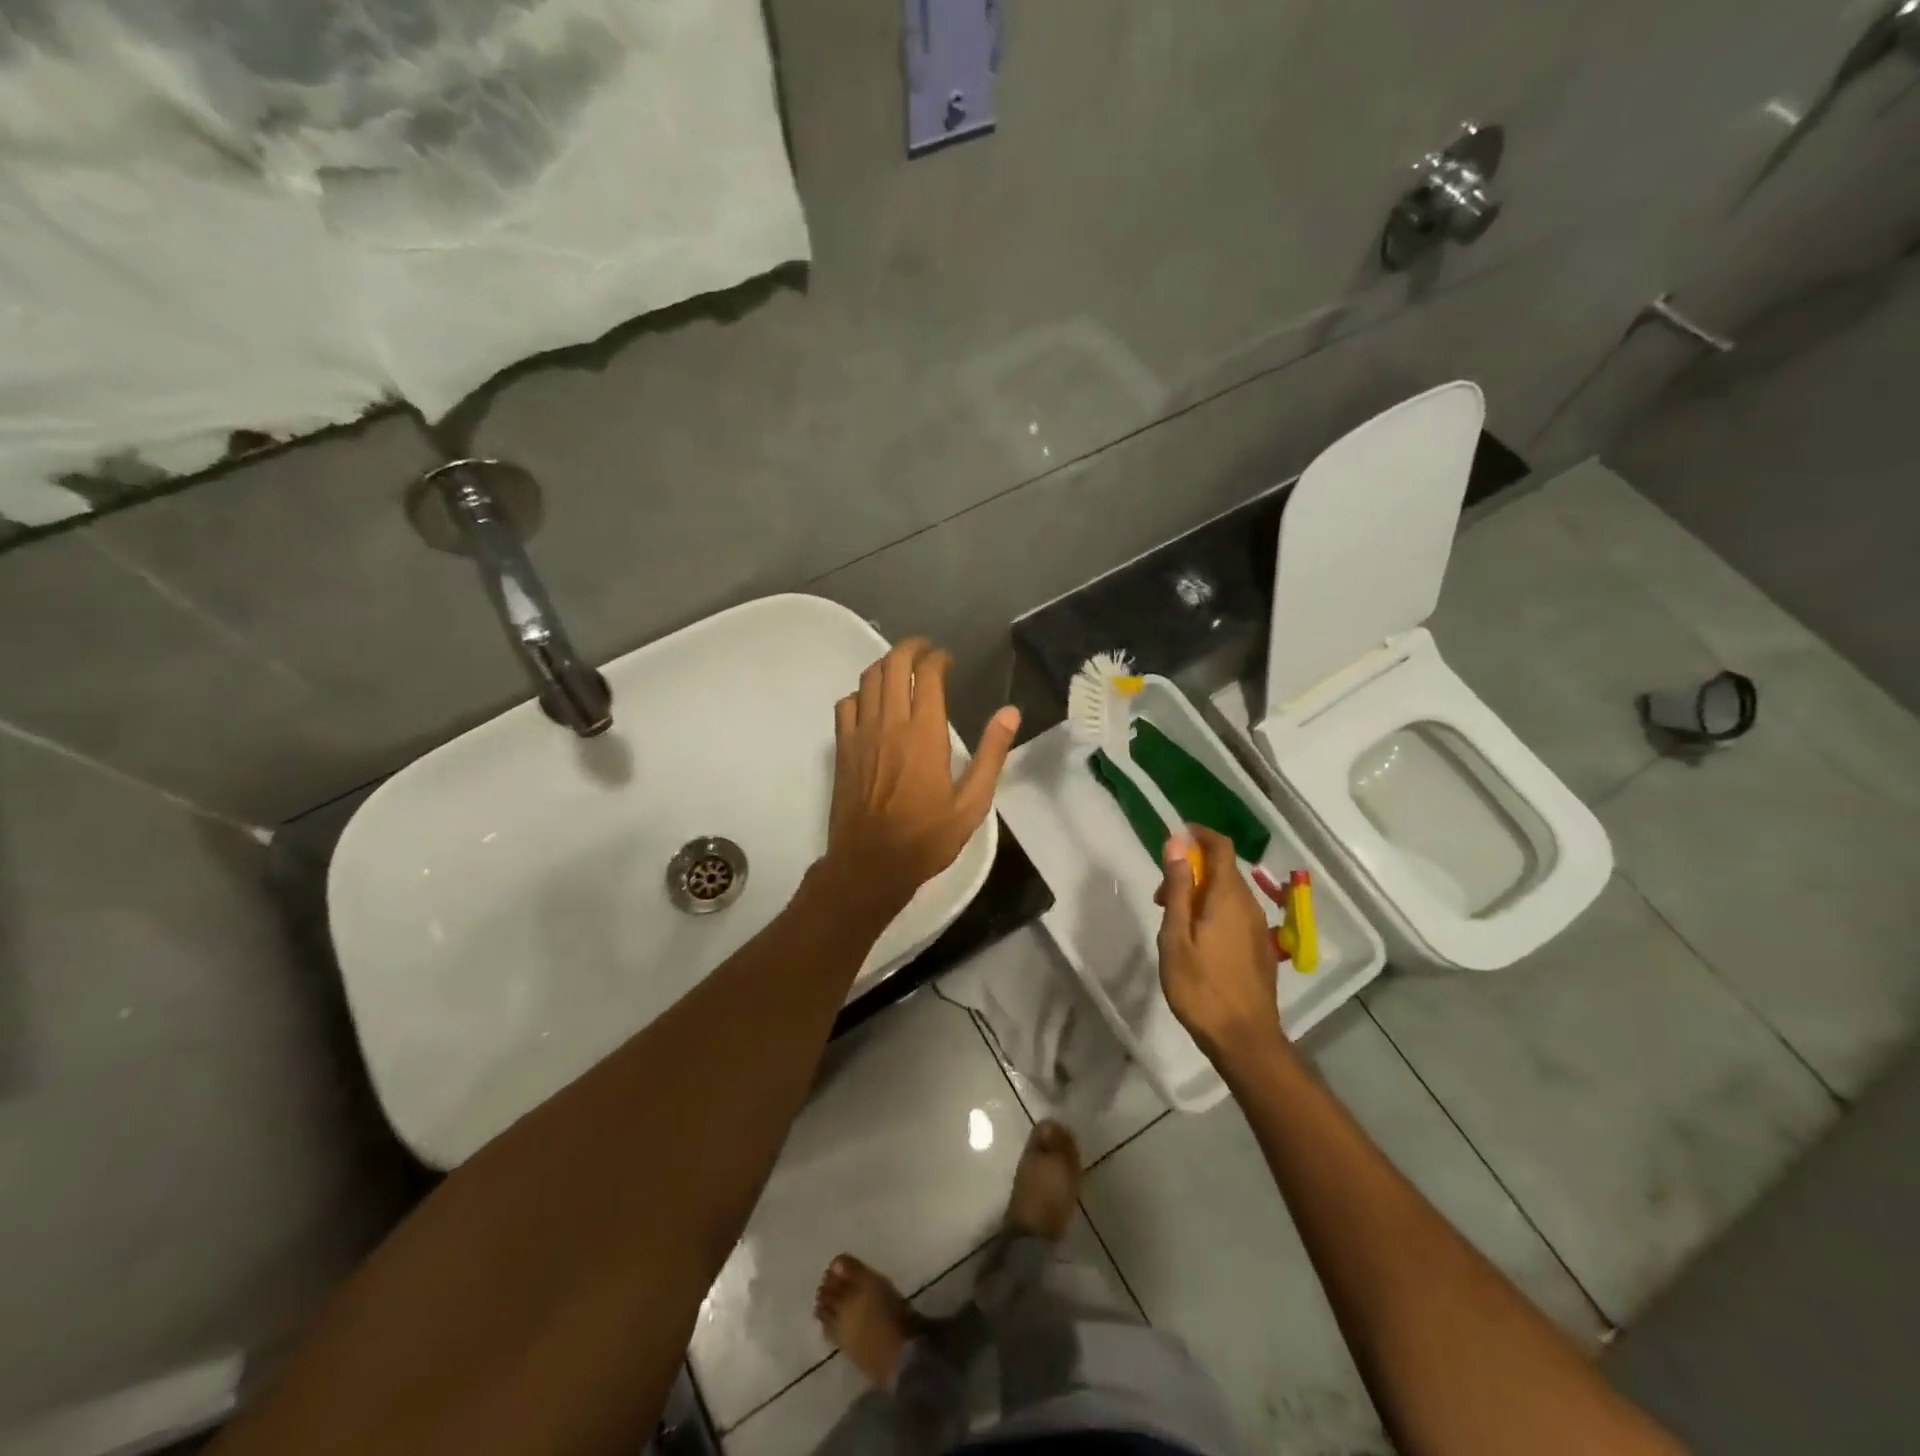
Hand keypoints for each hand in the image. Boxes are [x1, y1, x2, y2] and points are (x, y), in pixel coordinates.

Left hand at [821, 637, 1019, 918]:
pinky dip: (861, 693)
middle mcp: (890, 723)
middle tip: (925, 650)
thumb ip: (991, 754)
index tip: (948, 660)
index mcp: (925, 733)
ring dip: (886, 664)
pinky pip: (846, 704)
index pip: (928, 675)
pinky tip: (872, 703)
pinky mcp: (842, 748)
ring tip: (901, 668)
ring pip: (868, 679)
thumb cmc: (926, 837)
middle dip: (911, 648)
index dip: (938, 658)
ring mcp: (861, 734)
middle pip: (894, 664)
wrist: (870, 864)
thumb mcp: (972, 803)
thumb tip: (1010, 713)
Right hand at [1156, 826, 1287, 1072]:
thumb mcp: (1176, 936)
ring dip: (1201, 892)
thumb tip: (1177, 843)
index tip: (1175, 837)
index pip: (1221, 846)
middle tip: (1162, 895)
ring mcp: (1259, 928)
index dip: (1199, 834)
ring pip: (1229, 893)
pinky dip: (1214, 910)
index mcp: (1228, 897)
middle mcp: (1249, 905)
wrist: (1245, 1039)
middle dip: (1193, 869)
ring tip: (1174, 921)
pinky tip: (1197, 940)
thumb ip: (1178, 888)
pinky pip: (1236, 913)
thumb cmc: (1201, 987)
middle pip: (1223, 869)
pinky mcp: (1260, 948)